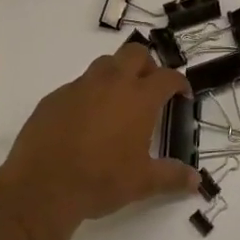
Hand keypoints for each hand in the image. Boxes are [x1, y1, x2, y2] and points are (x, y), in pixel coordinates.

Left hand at [0, 43, 199, 230]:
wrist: (43, 185)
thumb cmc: (101, 180)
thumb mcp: (142, 183)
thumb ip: (172, 177)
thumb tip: (196, 180)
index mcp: (138, 98)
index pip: (167, 77)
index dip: (179, 83)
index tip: (182, 94)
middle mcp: (111, 82)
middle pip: (135, 54)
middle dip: (147, 65)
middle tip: (149, 90)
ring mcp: (80, 86)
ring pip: (105, 64)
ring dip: (117, 74)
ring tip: (118, 102)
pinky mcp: (55, 96)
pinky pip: (78, 85)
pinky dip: (89, 94)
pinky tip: (85, 121)